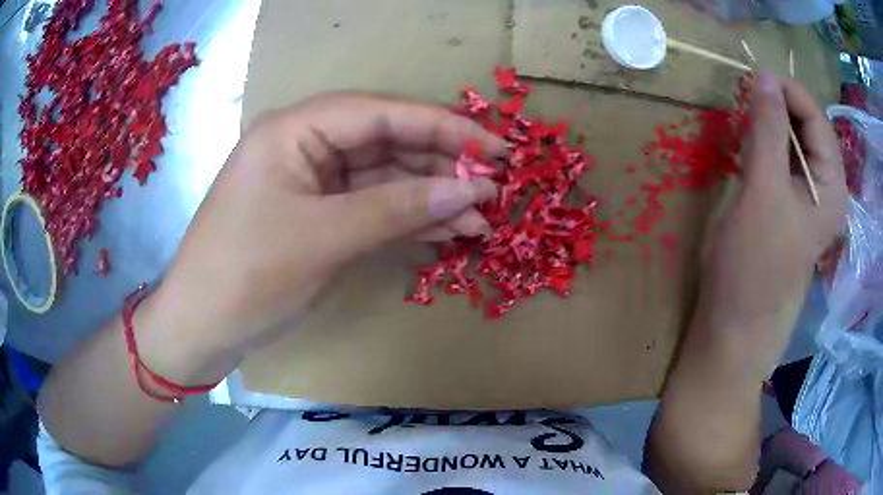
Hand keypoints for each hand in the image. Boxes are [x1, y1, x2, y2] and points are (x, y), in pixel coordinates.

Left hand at [140, 92, 504, 375]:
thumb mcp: (324, 237)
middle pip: (387, 142)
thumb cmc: (247, 275)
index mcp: (296, 129)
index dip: (443, 127)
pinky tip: (448, 229)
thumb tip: (470, 190)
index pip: (382, 113)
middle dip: (442, 165)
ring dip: (432, 196)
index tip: (493, 147)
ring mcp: (313, 182)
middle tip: (493, 186)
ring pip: (385, 178)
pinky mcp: (318, 215)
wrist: (202, 327)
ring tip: (481, 217)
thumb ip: (398, 208)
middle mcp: (306, 145)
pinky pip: (372, 207)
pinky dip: (409, 218)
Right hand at [695, 71, 847, 374]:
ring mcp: (809, 201)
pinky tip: (747, 147)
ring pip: (794, 144)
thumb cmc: (754, 265)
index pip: (817, 120)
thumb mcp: (763, 191)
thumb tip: (764, 74)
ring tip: (743, 119)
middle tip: (745, 97)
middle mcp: (826, 190)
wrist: (735, 326)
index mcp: (832, 187)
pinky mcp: (789, 208)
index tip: (753, 77)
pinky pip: (783, 162)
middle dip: (779, 107)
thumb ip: (768, 130)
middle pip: (808, 129)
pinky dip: (765, 145)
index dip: (788, 92)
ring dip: (770, 125)